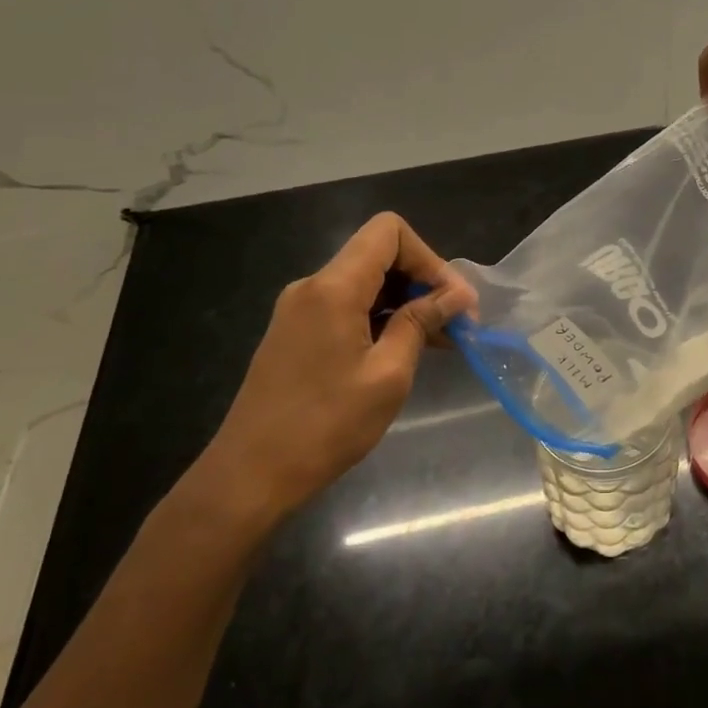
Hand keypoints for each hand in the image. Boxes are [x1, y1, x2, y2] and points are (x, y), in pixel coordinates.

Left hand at [197, 212, 475, 518]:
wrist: (249, 476)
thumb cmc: (325, 425)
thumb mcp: (387, 374)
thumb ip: (420, 322)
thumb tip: (456, 295)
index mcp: (333, 287)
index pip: (389, 231)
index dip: (429, 257)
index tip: (452, 300)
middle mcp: (313, 286)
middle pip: (379, 254)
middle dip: (423, 281)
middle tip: (458, 323)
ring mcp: (300, 309)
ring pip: (366, 282)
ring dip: (406, 302)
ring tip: (442, 340)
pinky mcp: (296, 332)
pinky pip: (348, 306)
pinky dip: (382, 318)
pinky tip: (405, 349)